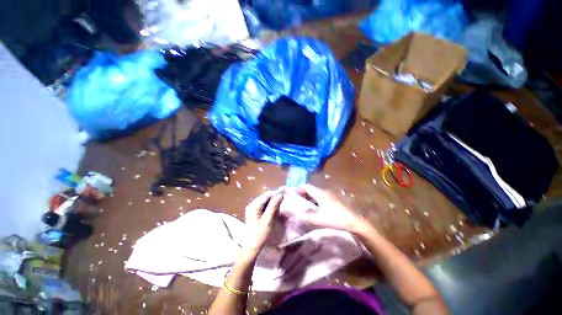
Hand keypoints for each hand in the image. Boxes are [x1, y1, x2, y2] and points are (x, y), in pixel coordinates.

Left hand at [242, 191, 283, 256]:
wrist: (251, 248)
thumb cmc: (259, 234)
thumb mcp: (268, 220)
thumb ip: (273, 206)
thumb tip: (280, 195)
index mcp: (254, 205)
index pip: (266, 195)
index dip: (276, 194)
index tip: (284, 197)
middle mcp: (252, 204)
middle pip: (265, 197)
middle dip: (274, 199)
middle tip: (282, 204)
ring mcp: (253, 209)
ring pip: (265, 201)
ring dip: (272, 204)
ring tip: (279, 209)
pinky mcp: (254, 213)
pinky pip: (263, 206)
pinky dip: (269, 208)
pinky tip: (274, 212)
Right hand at [296, 185, 368, 233]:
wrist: (354, 222)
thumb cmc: (336, 219)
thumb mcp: (319, 220)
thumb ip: (307, 218)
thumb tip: (296, 216)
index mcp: (320, 194)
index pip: (307, 186)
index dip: (299, 189)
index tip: (293, 194)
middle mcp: (324, 191)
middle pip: (311, 188)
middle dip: (303, 193)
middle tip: (297, 201)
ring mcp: (330, 194)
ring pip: (316, 192)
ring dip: (309, 196)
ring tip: (304, 205)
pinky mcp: (333, 199)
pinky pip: (321, 196)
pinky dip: (315, 199)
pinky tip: (315, 207)